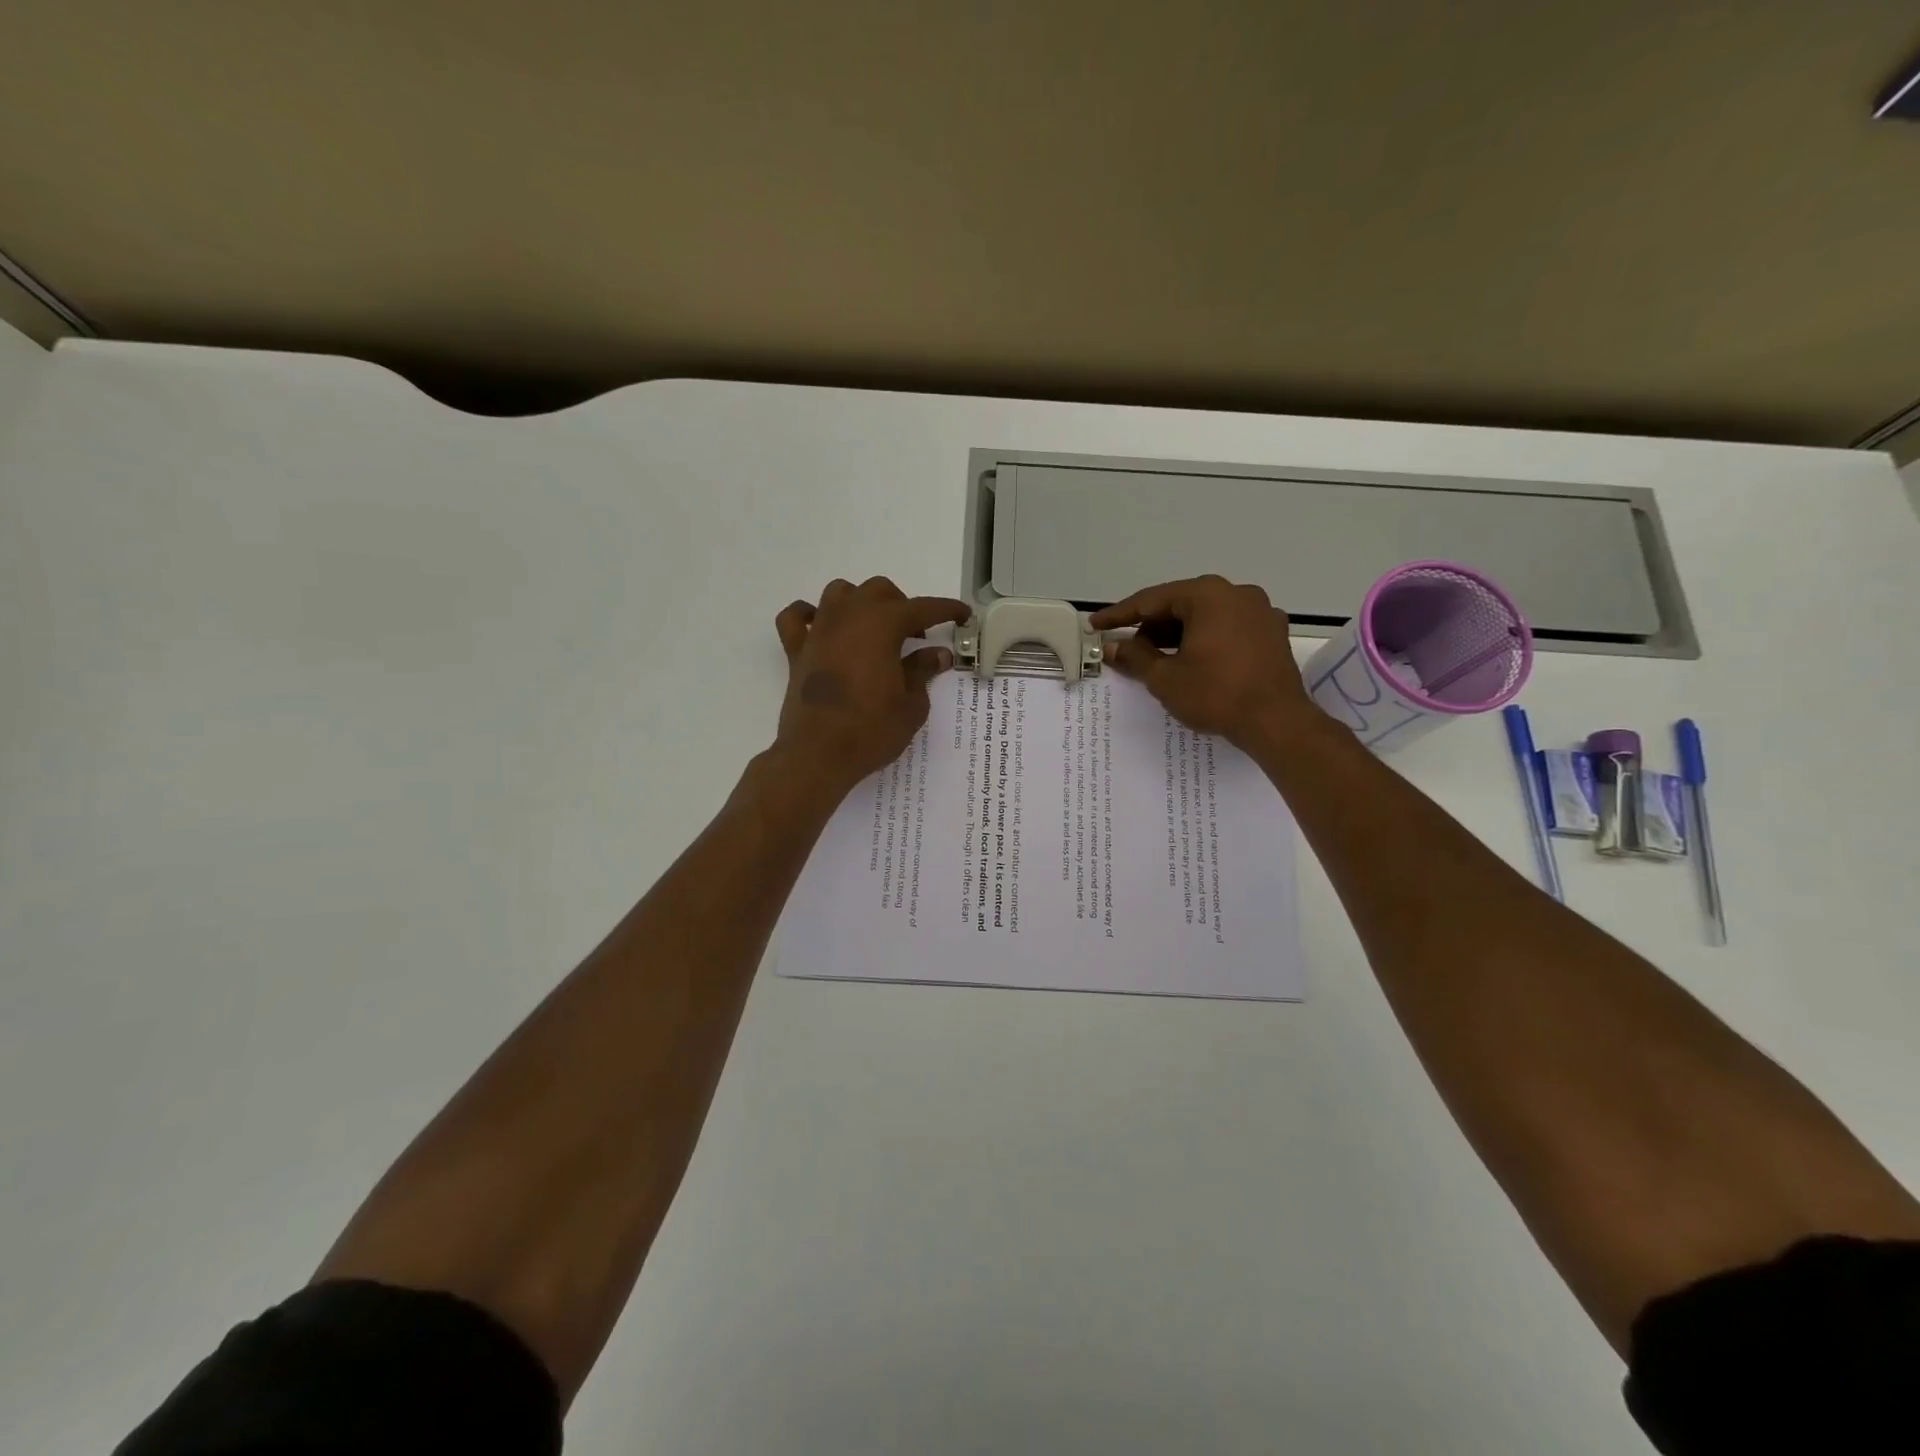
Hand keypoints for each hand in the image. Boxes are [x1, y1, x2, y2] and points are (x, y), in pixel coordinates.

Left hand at [773, 578, 971, 792]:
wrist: (818, 755)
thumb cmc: (871, 730)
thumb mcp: (911, 705)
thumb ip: (923, 671)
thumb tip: (937, 654)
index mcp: (882, 625)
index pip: (922, 608)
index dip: (946, 610)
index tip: (963, 614)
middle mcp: (849, 617)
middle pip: (878, 591)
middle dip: (901, 606)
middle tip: (915, 635)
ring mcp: (819, 631)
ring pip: (839, 593)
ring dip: (859, 602)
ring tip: (872, 628)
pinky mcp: (796, 651)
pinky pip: (796, 618)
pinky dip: (809, 615)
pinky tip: (820, 626)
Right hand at [1090, 575, 1318, 747]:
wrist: (1276, 722)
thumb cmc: (1216, 694)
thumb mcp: (1165, 677)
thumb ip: (1135, 657)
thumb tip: (1113, 647)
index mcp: (1207, 595)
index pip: (1151, 600)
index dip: (1119, 615)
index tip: (1096, 626)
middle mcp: (1236, 593)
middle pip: (1180, 604)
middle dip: (1150, 627)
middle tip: (1126, 648)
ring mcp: (1260, 611)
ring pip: (1205, 616)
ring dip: (1177, 634)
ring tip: (1155, 659)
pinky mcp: (1272, 634)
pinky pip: (1227, 628)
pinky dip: (1204, 640)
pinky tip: (1191, 662)